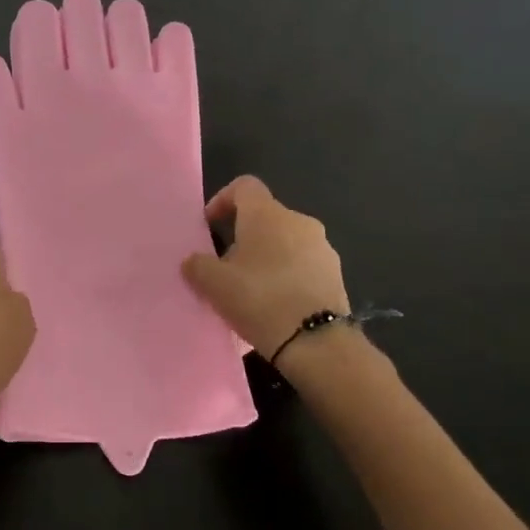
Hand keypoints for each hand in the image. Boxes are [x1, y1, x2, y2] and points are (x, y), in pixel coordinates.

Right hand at [181, 176, 349, 361]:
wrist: (316, 343)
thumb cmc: (259, 300)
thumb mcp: (213, 284)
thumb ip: (197, 265)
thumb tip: (194, 261)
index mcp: (267, 214)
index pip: (244, 186)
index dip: (223, 200)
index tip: (209, 226)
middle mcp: (299, 221)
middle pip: (264, 217)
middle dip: (242, 237)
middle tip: (226, 267)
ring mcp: (322, 248)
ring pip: (285, 242)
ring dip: (265, 258)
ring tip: (250, 291)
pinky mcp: (335, 274)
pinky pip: (302, 266)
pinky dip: (285, 276)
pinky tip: (274, 306)